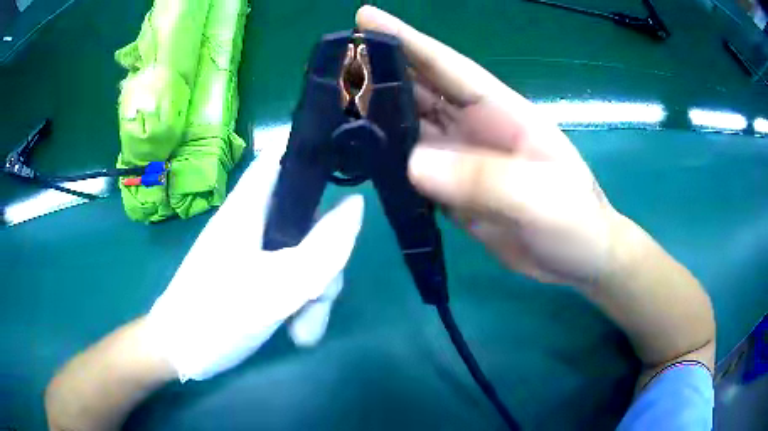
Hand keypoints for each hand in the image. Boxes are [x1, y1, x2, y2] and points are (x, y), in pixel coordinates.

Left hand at [145, 139, 363, 380]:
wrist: (182, 353)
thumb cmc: (217, 314)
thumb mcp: (278, 285)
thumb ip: (322, 247)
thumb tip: (356, 204)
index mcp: (249, 207)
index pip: (282, 160)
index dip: (313, 158)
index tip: (346, 174)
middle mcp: (254, 223)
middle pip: (305, 217)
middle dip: (325, 255)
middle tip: (322, 292)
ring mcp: (255, 253)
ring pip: (304, 253)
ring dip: (315, 291)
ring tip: (304, 329)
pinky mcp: (256, 278)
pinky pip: (292, 278)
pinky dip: (301, 302)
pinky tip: (297, 331)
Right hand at [357, 6, 615, 287]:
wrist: (580, 262)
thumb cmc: (576, 222)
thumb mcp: (542, 198)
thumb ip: (485, 180)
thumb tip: (413, 163)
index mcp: (502, 113)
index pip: (447, 66)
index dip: (406, 40)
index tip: (364, 17)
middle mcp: (476, 129)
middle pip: (420, 91)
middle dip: (378, 74)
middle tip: (333, 66)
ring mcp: (462, 162)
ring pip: (410, 129)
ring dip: (376, 118)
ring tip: (333, 109)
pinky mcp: (453, 193)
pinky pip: (412, 171)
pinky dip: (387, 163)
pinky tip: (360, 159)